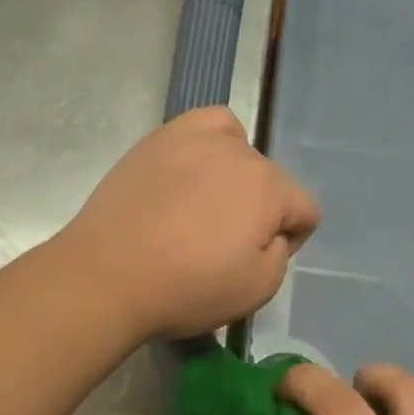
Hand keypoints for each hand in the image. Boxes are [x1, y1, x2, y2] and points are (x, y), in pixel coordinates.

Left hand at [57, 106, 319, 340]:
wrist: (107, 276)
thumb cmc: (187, 289)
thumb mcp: (257, 290)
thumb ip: (282, 254)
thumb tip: (272, 233)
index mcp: (269, 189)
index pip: (306, 209)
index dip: (291, 241)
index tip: (258, 262)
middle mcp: (241, 153)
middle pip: (271, 181)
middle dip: (260, 211)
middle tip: (222, 244)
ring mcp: (197, 139)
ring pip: (241, 152)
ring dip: (236, 179)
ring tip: (204, 207)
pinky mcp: (160, 138)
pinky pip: (207, 124)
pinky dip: (213, 140)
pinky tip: (195, 166)